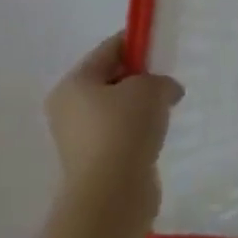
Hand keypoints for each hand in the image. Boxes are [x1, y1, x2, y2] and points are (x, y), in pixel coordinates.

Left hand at [45, 34, 182, 194]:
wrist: (112, 194)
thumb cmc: (124, 129)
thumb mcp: (150, 88)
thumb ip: (160, 79)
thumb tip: (167, 90)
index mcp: (74, 83)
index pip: (109, 49)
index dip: (138, 43)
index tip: (164, 46)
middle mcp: (68, 108)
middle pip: (111, 79)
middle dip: (141, 78)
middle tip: (169, 81)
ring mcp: (79, 138)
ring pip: (117, 109)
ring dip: (142, 107)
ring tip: (168, 109)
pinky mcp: (94, 162)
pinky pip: (121, 134)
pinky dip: (139, 131)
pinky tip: (158, 134)